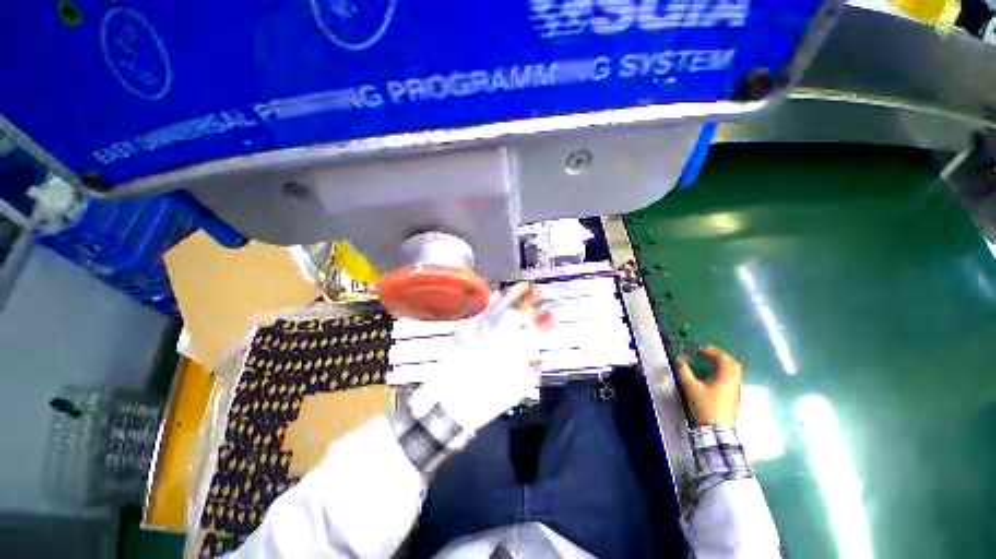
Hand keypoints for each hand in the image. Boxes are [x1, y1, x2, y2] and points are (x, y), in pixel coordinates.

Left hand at [414, 286, 549, 433]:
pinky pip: (478, 310)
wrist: (449, 404)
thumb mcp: (515, 391)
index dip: (545, 320)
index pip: (534, 332)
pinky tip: (496, 293)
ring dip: (511, 295)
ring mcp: (477, 333)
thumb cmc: (486, 402)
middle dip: (528, 299)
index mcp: (512, 357)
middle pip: (515, 313)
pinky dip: (489, 300)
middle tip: (536, 289)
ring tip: (521, 285)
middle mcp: (496, 341)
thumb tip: (538, 358)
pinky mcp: (463, 331)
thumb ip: (530, 372)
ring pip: (497, 308)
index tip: (552, 311)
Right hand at [676, 345, 741, 425]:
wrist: (717, 429)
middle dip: (721, 356)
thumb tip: (679, 359)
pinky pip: (733, 379)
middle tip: (708, 354)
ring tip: (711, 363)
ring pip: (735, 372)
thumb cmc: (705, 406)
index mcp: (725, 377)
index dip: (712, 351)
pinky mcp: (735, 397)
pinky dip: (725, 373)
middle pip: (733, 364)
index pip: (723, 358)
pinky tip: (715, 376)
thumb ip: (685, 371)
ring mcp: (736, 390)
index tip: (701, 350)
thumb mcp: (691, 387)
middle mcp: (734, 382)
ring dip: (724, 364)